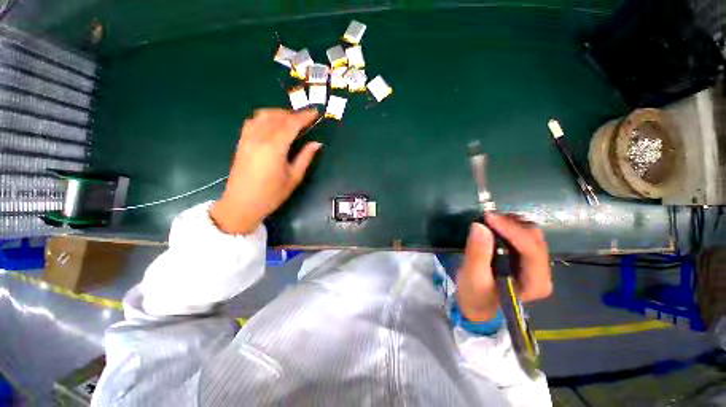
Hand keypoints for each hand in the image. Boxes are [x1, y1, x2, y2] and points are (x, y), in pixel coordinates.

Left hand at [210, 108, 321, 233]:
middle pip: (278, 117)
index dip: (305, 117)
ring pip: (264, 115)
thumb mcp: (294, 177)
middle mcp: (259, 138)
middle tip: (306, 118)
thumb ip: (305, 157)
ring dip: (279, 113)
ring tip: (291, 120)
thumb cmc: (272, 194)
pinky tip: (272, 124)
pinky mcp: (241, 141)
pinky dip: (266, 117)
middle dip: (294, 114)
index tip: (315, 112)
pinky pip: (253, 121)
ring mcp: (248, 138)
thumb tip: (317, 143)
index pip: (291, 124)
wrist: (242, 204)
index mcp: (275, 147)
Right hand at [456, 213, 552, 321]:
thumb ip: (477, 253)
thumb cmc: (475, 295)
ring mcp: (536, 263)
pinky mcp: (526, 256)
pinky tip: (494, 225)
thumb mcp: (472, 277)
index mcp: (535, 283)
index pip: (531, 250)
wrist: (478, 303)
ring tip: (488, 221)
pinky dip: (508, 226)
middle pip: (534, 238)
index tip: (488, 217)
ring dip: (510, 223)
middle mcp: (542, 271)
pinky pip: (523, 234)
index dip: (512, 231)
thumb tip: (480, 226)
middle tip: (486, 218)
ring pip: (531, 233)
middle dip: (511, 225)